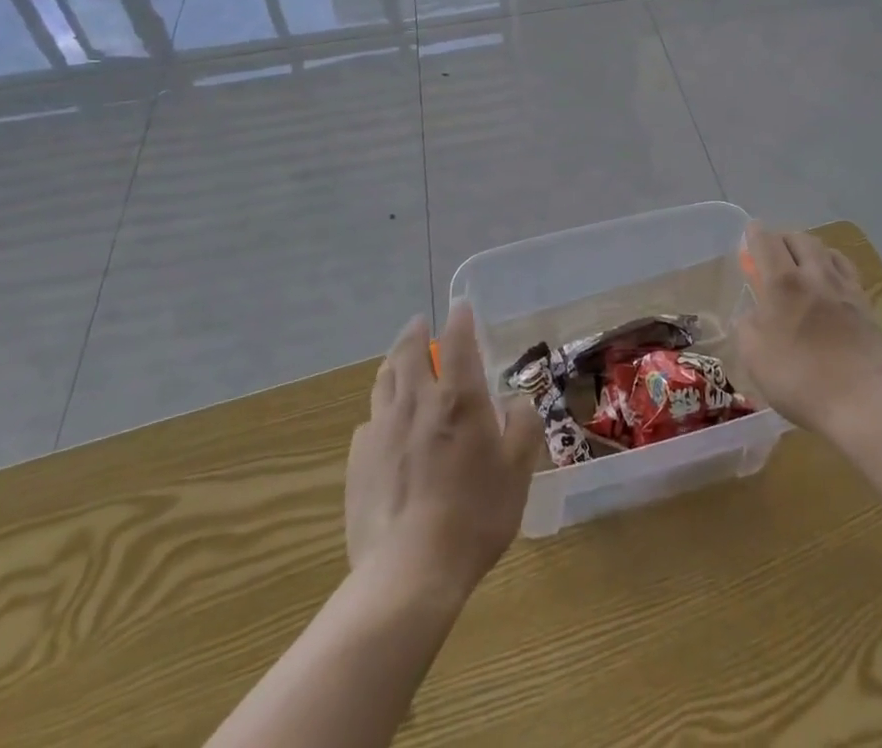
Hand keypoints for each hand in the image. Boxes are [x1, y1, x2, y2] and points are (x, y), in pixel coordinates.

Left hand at [345, 303, 543, 598]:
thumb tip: (518, 403)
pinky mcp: (358, 460)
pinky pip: (369, 421)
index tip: (461, 308)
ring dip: (393, 362)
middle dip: (416, 332)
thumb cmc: (475, 516)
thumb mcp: (518, 472)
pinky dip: (380, 410)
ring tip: (399, 360)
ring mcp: (382, 429)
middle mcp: (417, 402)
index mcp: (458, 398)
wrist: (409, 573)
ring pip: (384, 380)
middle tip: (420, 324)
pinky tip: (384, 424)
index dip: (460, 320)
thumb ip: (523, 428)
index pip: (457, 341)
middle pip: (410, 351)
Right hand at [736, 222, 881, 438]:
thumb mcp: (753, 356)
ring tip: (802, 264)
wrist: (861, 402)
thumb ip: (748, 326)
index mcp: (782, 283)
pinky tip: (830, 281)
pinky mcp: (865, 304)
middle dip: (782, 239)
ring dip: (809, 250)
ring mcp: (844, 287)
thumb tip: (755, 313)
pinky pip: (846, 269)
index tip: (750, 235)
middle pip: (798, 238)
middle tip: (773, 254)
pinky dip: (832, 265)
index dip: (754, 233)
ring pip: (825, 250)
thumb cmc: (799, 379)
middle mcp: (814, 275)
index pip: (765, 241)